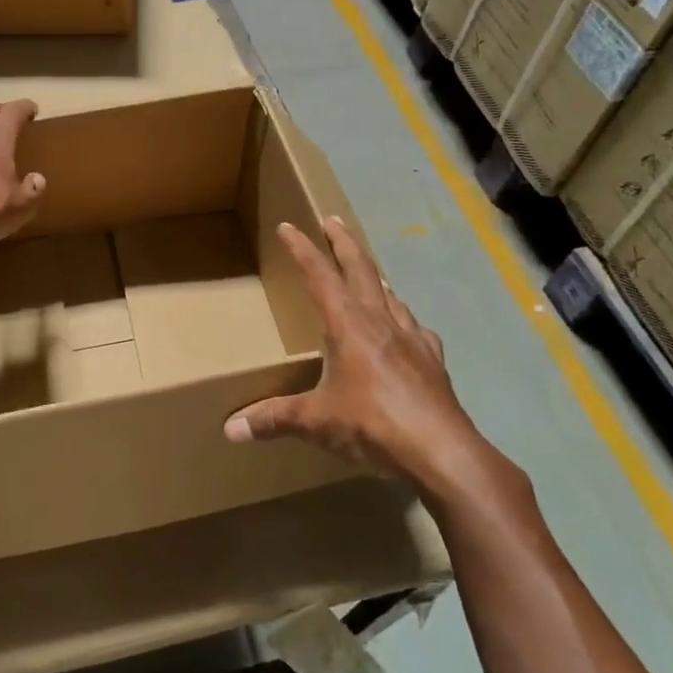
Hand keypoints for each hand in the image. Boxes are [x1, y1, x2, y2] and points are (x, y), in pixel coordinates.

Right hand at [224, 218, 505, 503]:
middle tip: (332, 220)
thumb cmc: (373, 425)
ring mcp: (412, 339)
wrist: (443, 453)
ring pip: (390, 294)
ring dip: (374, 276)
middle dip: (343, 242)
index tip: (288, 227)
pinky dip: (403, 317)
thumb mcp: (316, 421)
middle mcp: (381, 322)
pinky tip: (404, 327)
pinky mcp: (433, 361)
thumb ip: (274, 419)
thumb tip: (230, 429)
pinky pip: (415, 327)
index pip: (320, 275)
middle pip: (361, 270)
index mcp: (348, 325)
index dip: (302, 249)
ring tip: (366, 271)